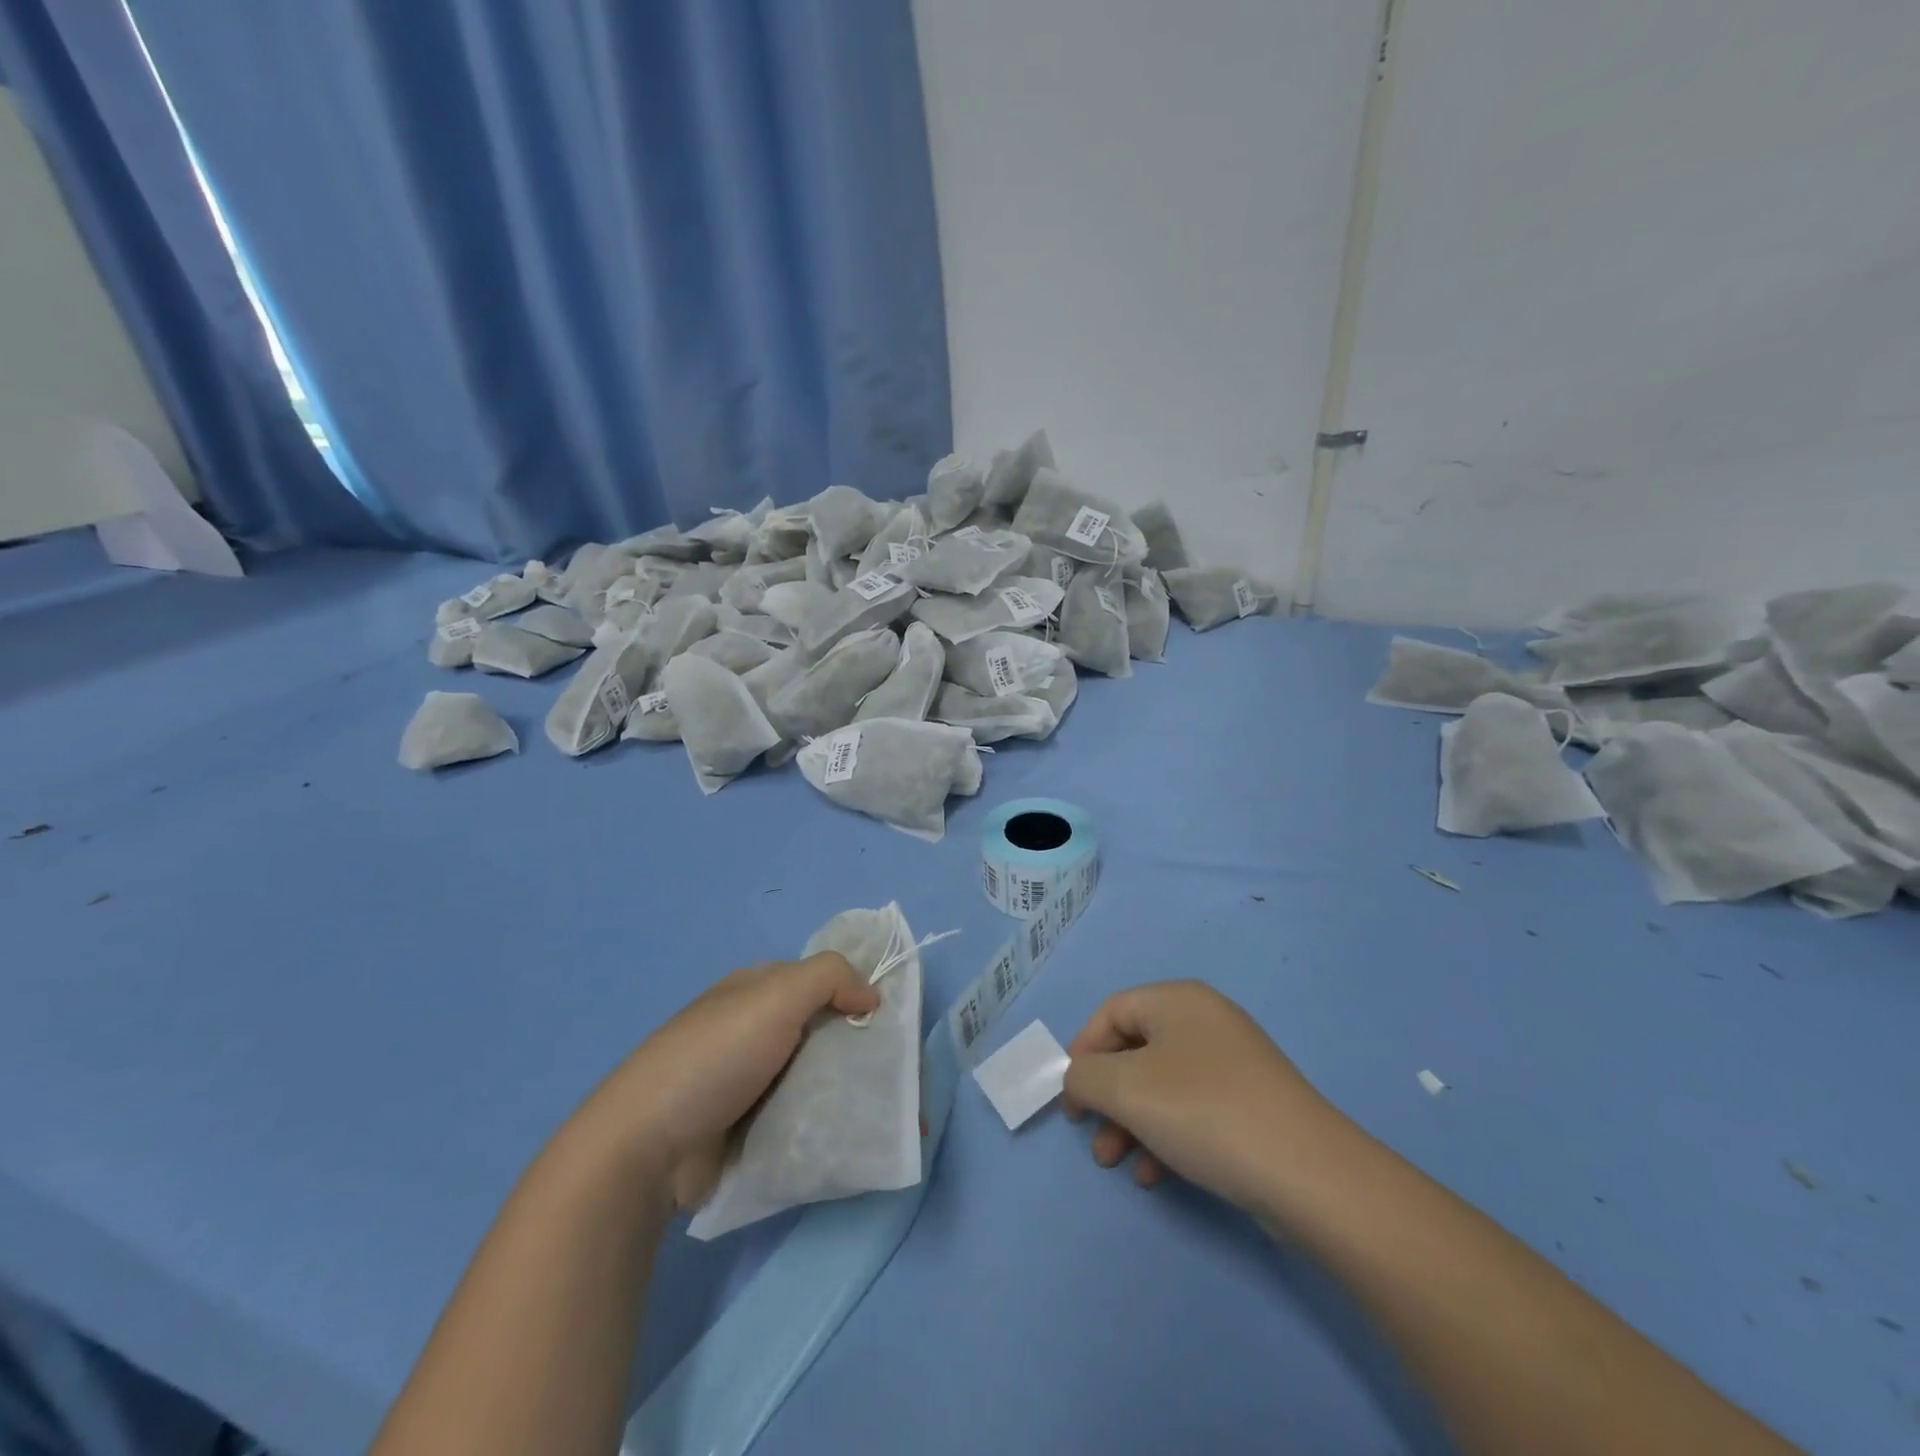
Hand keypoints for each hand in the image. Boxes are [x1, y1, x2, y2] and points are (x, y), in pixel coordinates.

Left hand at [580, 953, 878, 1210]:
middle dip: (863, 1049)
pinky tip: (863, 1137)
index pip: (821, 980)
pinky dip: (831, 1123)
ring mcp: (753, 1082)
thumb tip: (871, 994)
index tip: (895, 1022)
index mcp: (758, 990)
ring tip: (895, 1115)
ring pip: (819, 1076)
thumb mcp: (774, 996)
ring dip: (853, 1091)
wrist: (647, 1148)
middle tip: (903, 1077)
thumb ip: (829, 977)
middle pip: (825, 1030)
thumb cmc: (714, 1057)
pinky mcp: (752, 1128)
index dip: (859, 992)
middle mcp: (757, 1029)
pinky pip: (805, 1116)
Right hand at [1062, 980, 1348, 1214]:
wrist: (1310, 1176)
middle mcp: (1205, 1020)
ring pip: (1161, 1085)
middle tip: (1093, 1137)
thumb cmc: (1205, 1113)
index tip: (1071, 1098)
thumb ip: (1084, 1077)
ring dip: (1131, 1123)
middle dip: (1107, 1096)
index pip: (1111, 1011)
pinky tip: (1158, 1176)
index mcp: (1177, 1000)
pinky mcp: (1251, 1104)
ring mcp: (1233, 1063)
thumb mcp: (1127, 1090)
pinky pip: (1192, 1109)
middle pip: (1135, 1050)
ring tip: (1118, 1164)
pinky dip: (1166, 1136)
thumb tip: (1079, 1079)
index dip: (1082, 1051)